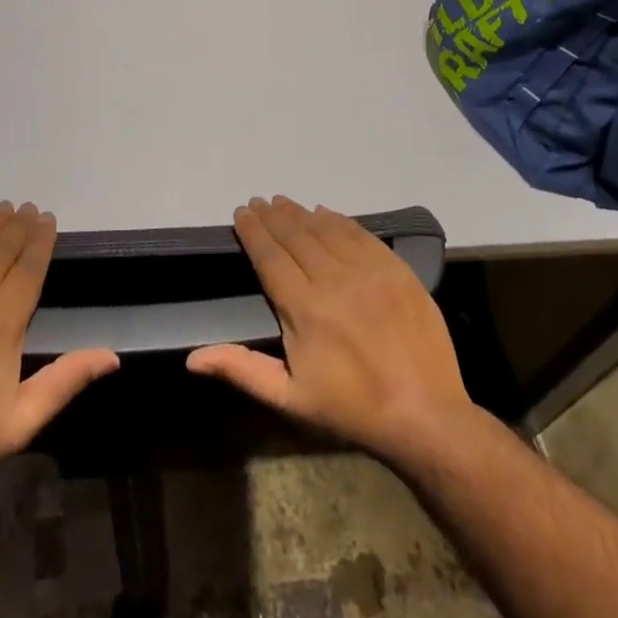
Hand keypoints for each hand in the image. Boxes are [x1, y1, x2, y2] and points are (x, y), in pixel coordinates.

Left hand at [0, 201, 118, 517]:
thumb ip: (65, 380)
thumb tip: (112, 356)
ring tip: (2, 210)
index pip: (28, 267)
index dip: (40, 240)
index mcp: (3, 323)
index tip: (48, 220)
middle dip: (17, 226)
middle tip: (27, 208)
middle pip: (0, 248)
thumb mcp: (18, 422)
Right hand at [187, 196, 473, 466]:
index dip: (253, 231)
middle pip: (295, 235)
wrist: (426, 416)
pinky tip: (324, 213)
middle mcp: (334, 280)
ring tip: (283, 202)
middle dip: (272, 216)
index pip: (270, 256)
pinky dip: (338, 220)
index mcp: (305, 309)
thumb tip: (192, 358)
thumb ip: (242, 370)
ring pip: (325, 229)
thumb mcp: (290, 399)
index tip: (241, 212)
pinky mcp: (396, 269)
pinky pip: (360, 233)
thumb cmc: (351, 409)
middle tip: (259, 202)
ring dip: (300, 213)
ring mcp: (369, 271)